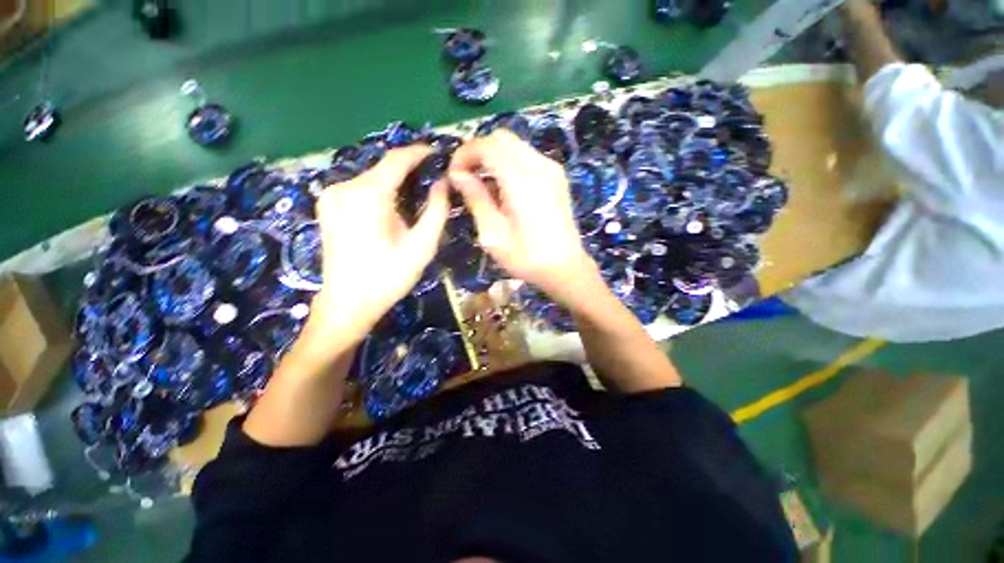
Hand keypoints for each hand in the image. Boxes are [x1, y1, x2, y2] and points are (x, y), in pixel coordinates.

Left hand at [306, 145, 448, 347]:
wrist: (348, 302)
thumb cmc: (389, 277)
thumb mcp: (422, 246)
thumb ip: (436, 210)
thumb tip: (443, 183)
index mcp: (367, 195)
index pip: (396, 160)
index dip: (418, 153)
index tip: (437, 153)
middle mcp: (344, 187)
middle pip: (383, 168)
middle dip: (409, 170)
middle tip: (433, 178)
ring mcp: (331, 196)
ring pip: (371, 178)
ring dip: (395, 181)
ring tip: (418, 192)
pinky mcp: (328, 206)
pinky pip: (360, 188)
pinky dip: (380, 191)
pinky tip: (394, 205)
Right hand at [449, 131, 600, 305]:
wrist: (565, 268)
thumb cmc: (526, 258)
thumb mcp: (494, 234)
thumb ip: (476, 199)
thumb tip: (458, 174)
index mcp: (523, 182)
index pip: (488, 146)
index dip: (465, 154)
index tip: (454, 174)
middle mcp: (540, 166)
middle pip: (502, 138)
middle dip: (478, 152)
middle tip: (466, 176)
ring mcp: (552, 169)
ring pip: (515, 145)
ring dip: (493, 157)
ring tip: (482, 184)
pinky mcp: (556, 177)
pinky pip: (526, 157)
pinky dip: (509, 163)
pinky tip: (503, 188)